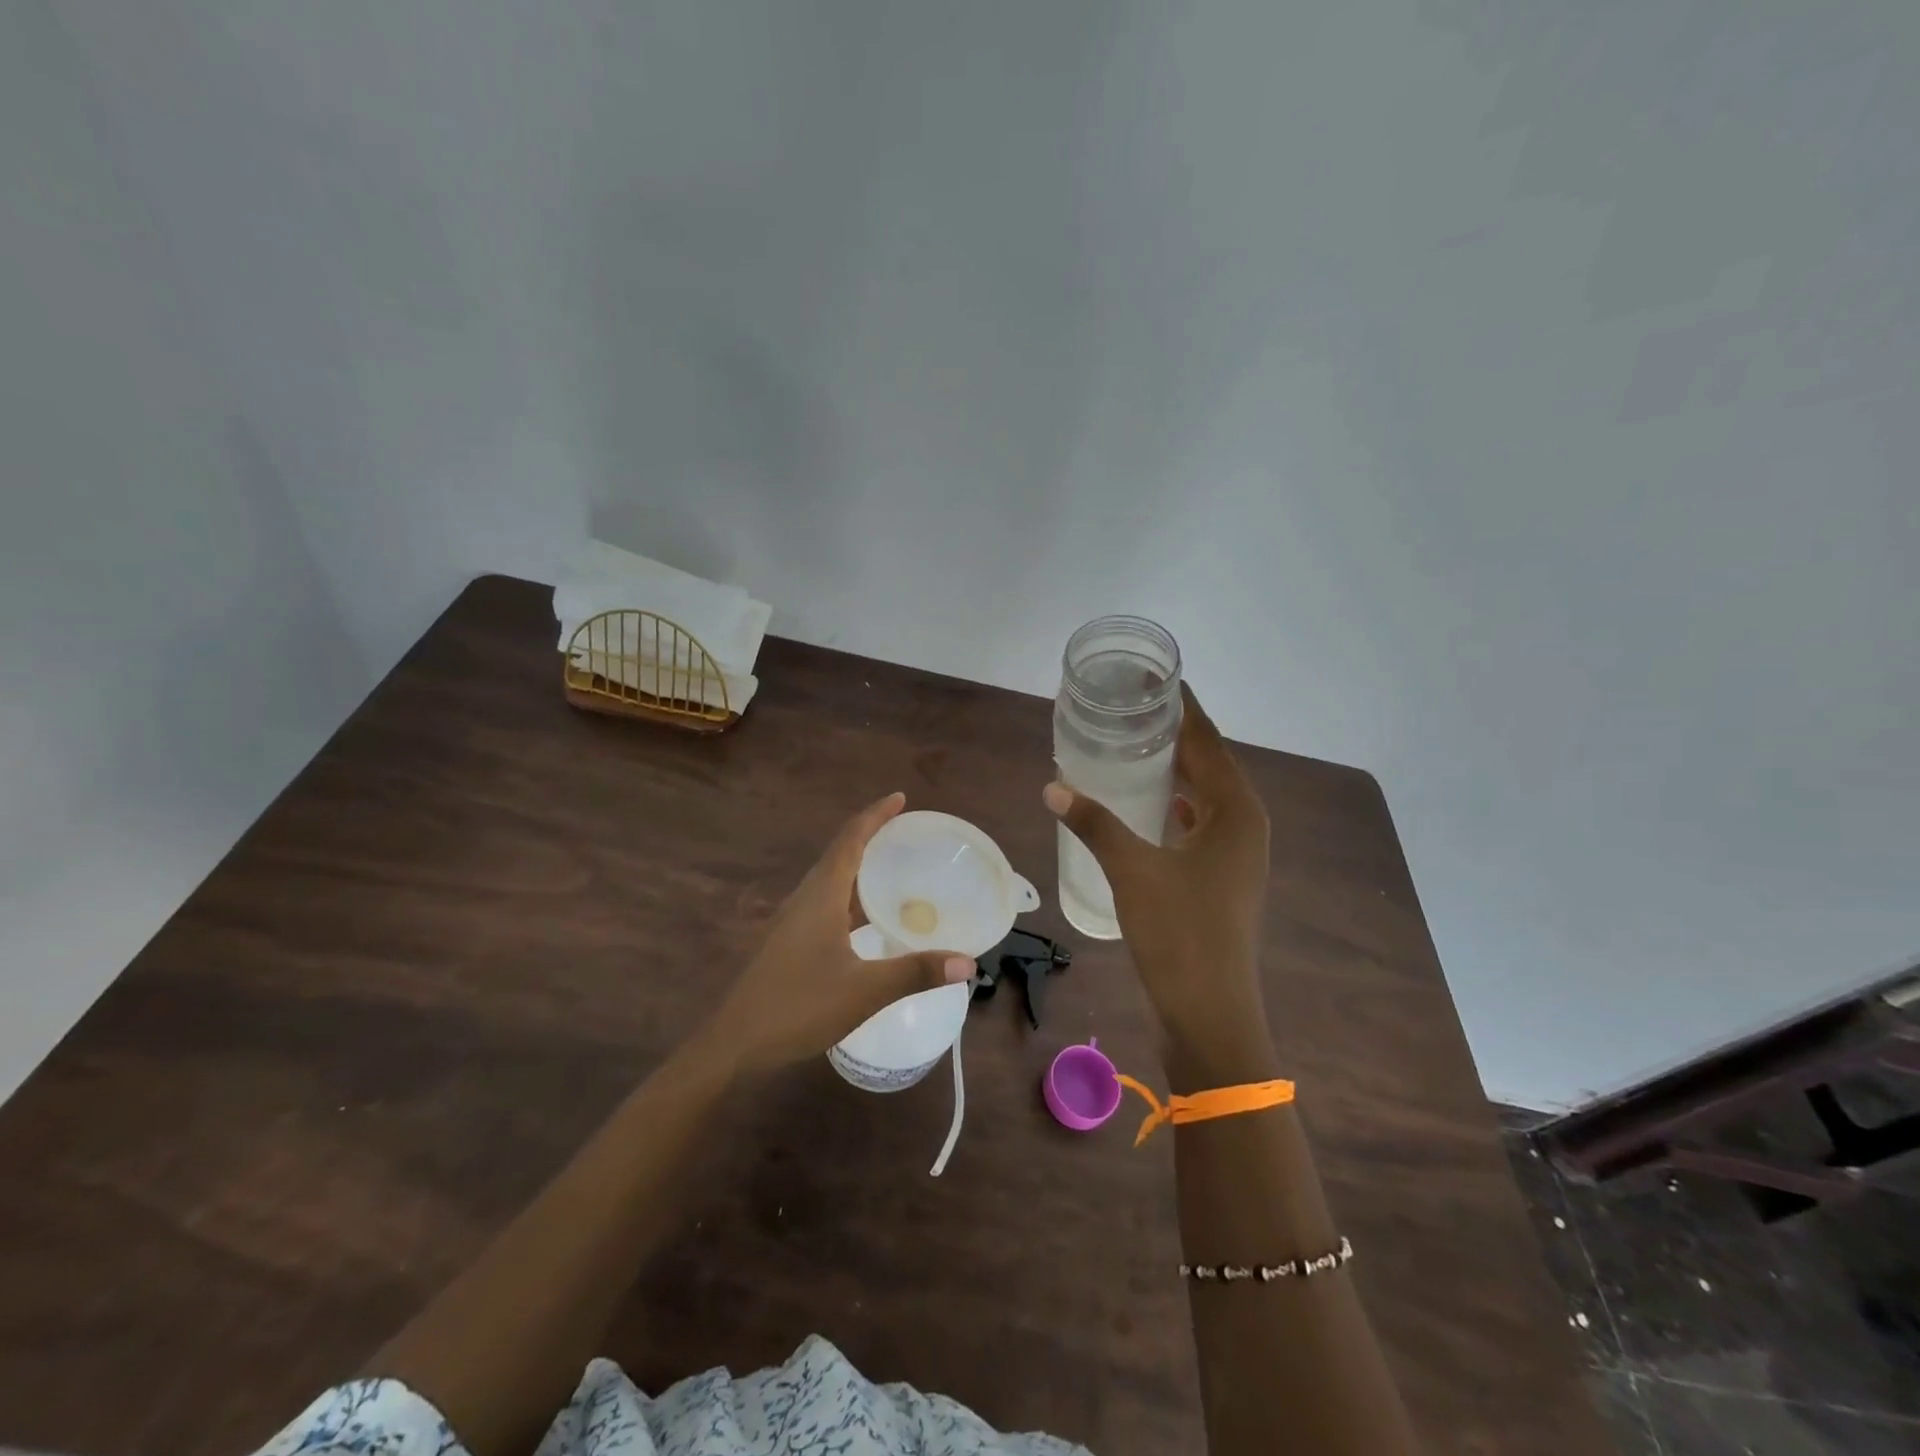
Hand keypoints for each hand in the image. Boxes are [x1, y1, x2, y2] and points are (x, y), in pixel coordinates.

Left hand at [704, 792, 972, 1075]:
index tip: (900, 798)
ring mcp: (793, 920)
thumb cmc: (798, 1006)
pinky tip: (868, 919)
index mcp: (821, 896)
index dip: (875, 816)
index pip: (850, 840)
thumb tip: (968, 962)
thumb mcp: (864, 991)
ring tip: (894, 868)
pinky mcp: (789, 941)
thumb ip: (916, 972)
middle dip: (871, 836)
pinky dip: (851, 897)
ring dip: (860, 867)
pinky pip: (826, 902)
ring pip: (831, 880)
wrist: (736, 1042)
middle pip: (840, 854)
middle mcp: (805, 898)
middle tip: (907, 833)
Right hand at [1043, 684, 1275, 1082]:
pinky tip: (1147, 803)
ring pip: (1206, 795)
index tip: (1155, 678)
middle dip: (1175, 734)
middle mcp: (1245, 825)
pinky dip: (1175, 805)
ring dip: (1176, 770)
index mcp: (1236, 811)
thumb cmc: (1180, 933)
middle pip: (1210, 764)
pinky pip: (1200, 823)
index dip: (1182, 707)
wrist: (1211, 1013)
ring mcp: (1237, 855)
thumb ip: (1094, 823)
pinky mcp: (1223, 878)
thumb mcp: (1132, 869)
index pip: (1208, 740)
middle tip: (1132, 707)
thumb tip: (1053, 785)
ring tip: (1134, 744)